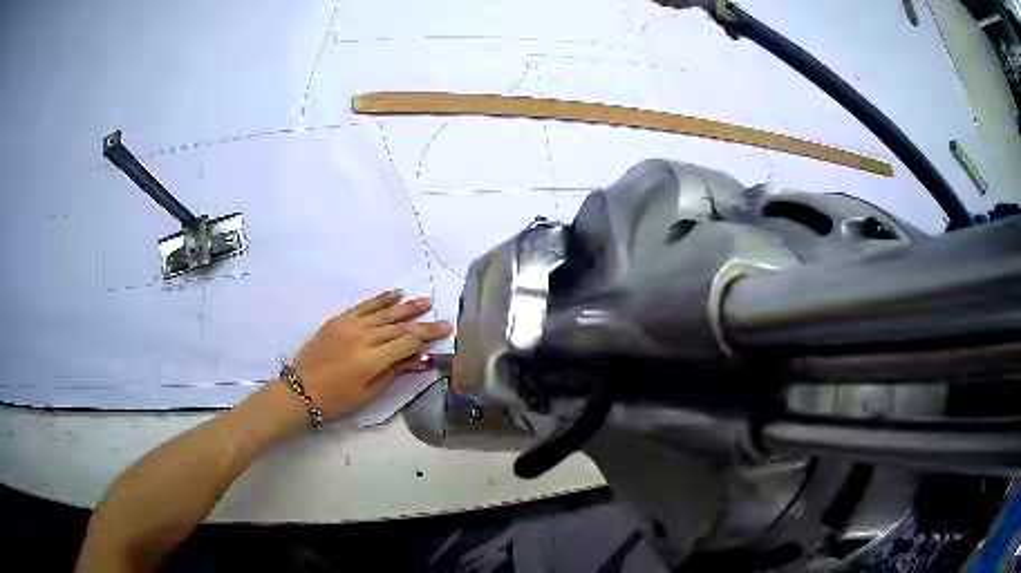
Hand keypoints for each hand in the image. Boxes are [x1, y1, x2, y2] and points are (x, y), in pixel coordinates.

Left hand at [290, 289, 450, 418]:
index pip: (406, 343)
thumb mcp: (369, 393)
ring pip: (384, 313)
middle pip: (399, 327)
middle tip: (443, 319)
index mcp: (370, 360)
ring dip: (407, 307)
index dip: (427, 338)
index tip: (444, 332)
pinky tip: (396, 294)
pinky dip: (381, 299)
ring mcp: (349, 326)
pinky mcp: (339, 320)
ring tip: (425, 301)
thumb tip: (420, 359)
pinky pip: (364, 306)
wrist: (301, 389)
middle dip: (423, 323)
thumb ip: (394, 372)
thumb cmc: (337, 399)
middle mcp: (362, 338)